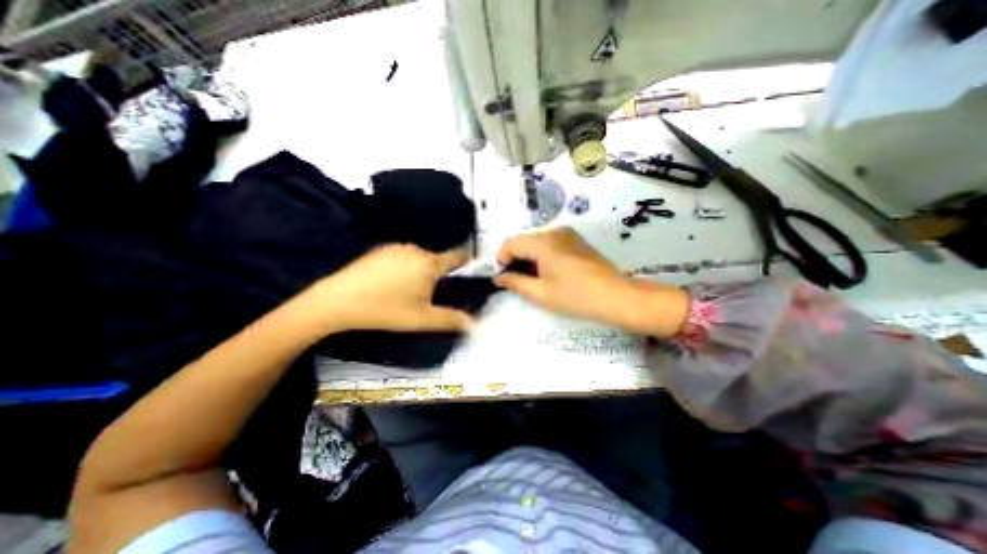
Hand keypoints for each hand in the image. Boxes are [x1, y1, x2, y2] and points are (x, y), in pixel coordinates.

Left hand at [302, 246, 472, 331]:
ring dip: (420, 272)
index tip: (468, 272)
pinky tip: (389, 285)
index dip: (466, 263)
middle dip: (438, 275)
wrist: (337, 301)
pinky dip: (403, 267)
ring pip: (419, 259)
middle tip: (428, 296)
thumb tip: (474, 323)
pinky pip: (402, 257)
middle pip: (436, 260)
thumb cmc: (385, 310)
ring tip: (406, 293)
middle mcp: (415, 250)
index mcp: (429, 263)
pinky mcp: (380, 250)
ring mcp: (396, 248)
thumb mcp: (421, 319)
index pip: (457, 256)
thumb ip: (451, 320)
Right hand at [492, 225, 687, 338]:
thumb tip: (498, 277)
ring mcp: (568, 234)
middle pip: (523, 242)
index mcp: (543, 242)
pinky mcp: (576, 241)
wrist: (617, 297)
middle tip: (518, 283)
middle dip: (515, 261)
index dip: (501, 260)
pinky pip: (550, 245)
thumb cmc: (576, 297)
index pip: (510, 243)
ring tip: (535, 281)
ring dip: (529, 260)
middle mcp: (554, 232)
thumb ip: (515, 282)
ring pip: (536, 243)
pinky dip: (542, 257)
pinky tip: (550, 275)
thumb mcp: (540, 293)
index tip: (503, 279)